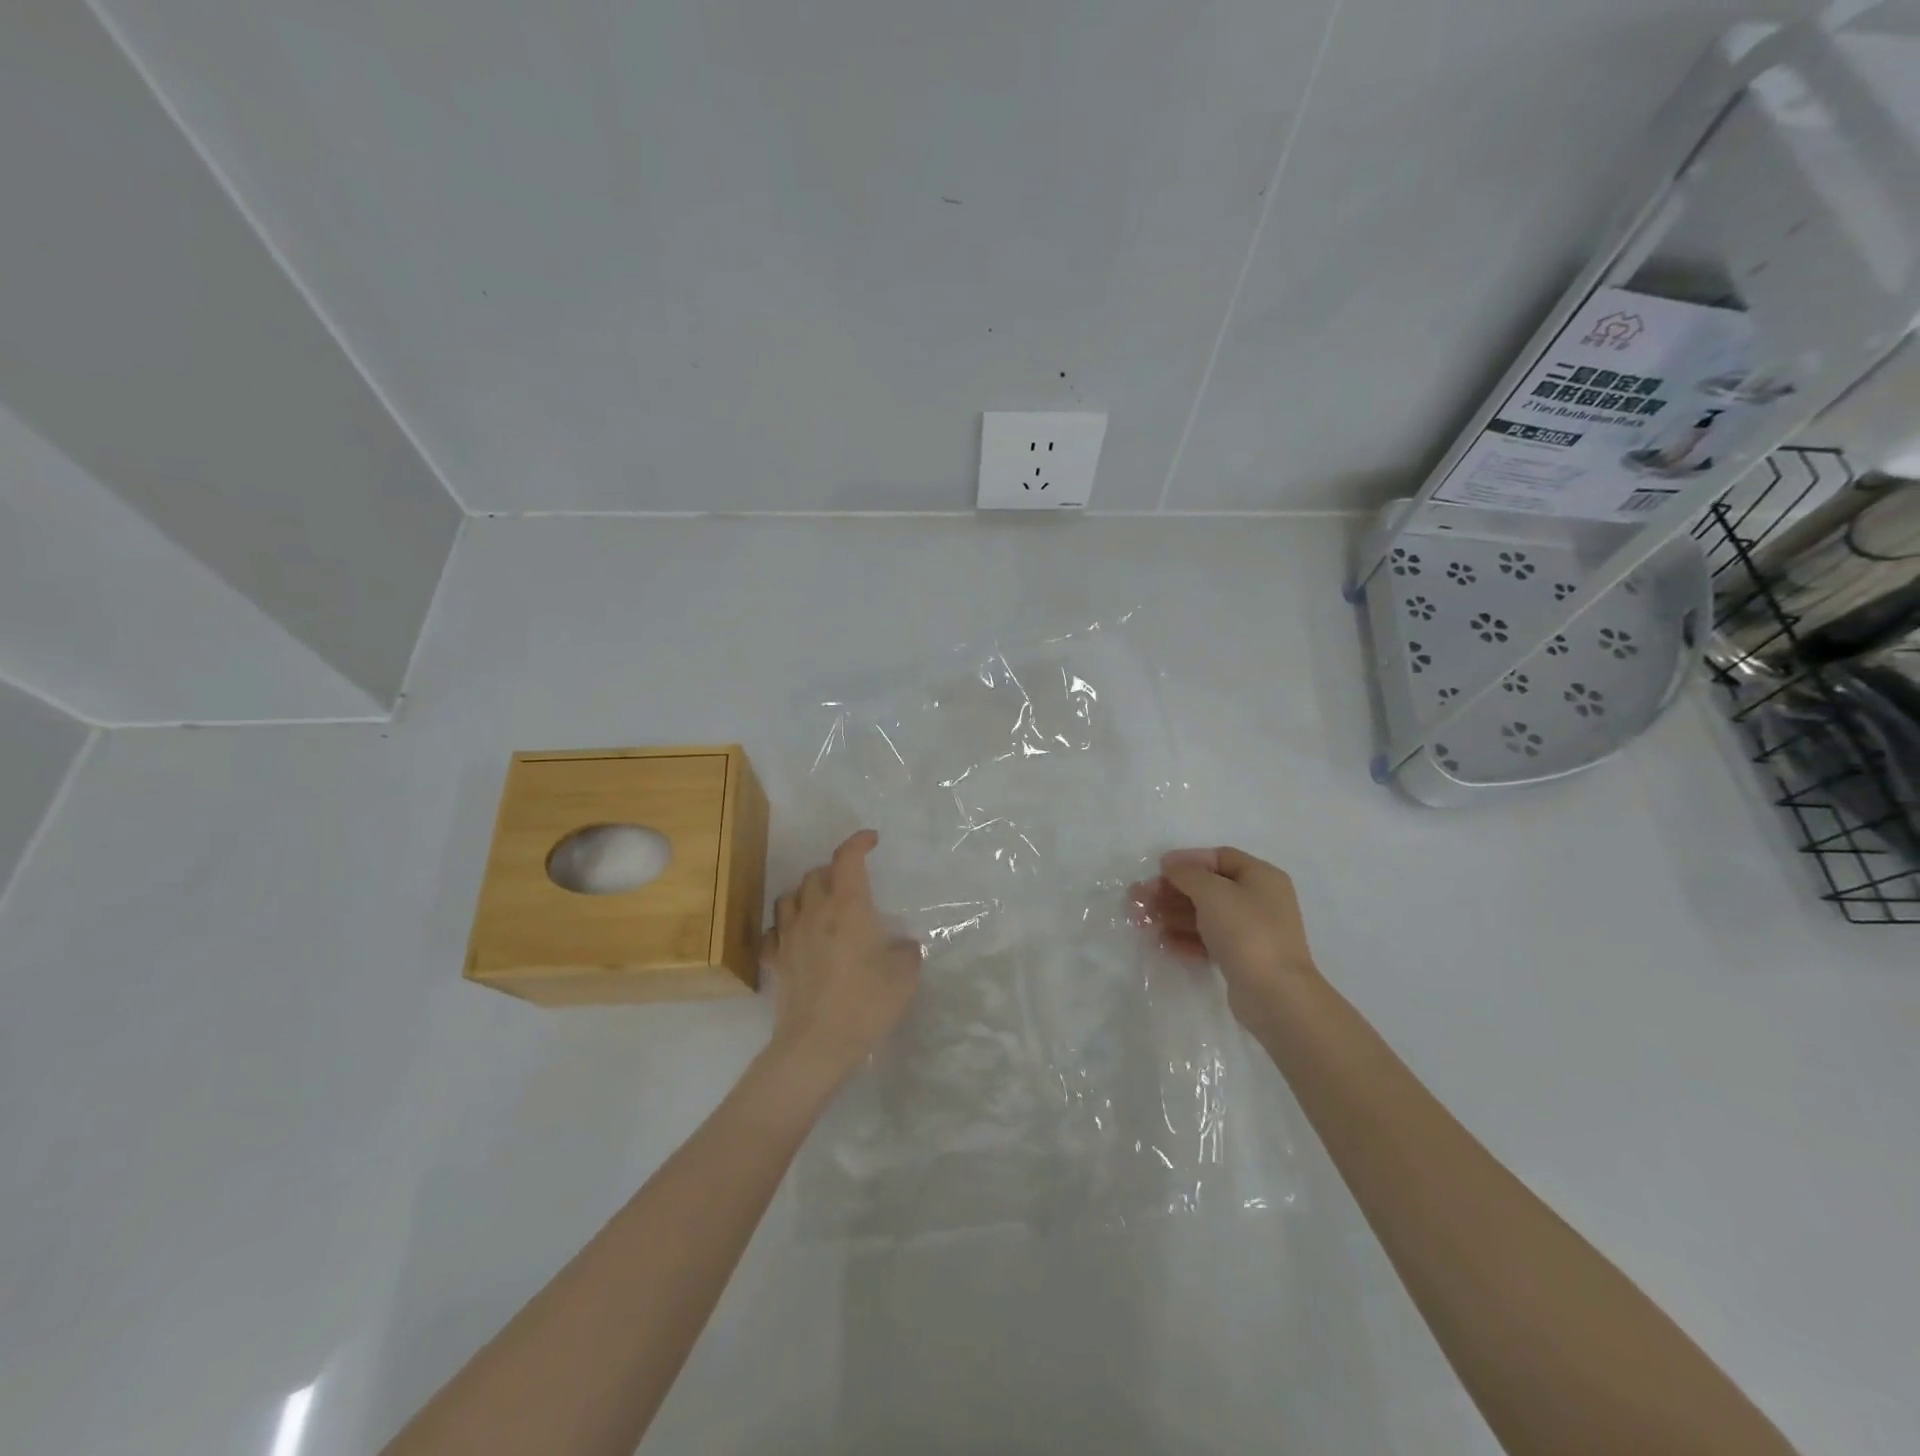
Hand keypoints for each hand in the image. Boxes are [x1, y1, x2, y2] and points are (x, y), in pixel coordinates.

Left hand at [761, 830, 920, 1092]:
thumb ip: (907, 951)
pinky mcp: (775, 961)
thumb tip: (902, 945)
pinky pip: (774, 930)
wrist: (816, 1045)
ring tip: (821, 904)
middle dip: (834, 871)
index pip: (847, 859)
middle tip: (851, 882)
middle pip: (816, 874)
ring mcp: (789, 936)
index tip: (871, 840)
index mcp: (848, 907)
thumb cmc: (866, 1003)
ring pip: (790, 897)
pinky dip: (785, 925)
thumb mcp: (904, 976)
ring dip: (806, 893)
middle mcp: (815, 912)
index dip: (858, 842)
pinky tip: (795, 936)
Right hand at [1130, 846, 1317, 1026]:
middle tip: (1138, 898)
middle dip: (1171, 891)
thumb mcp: (1212, 892)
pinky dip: (1185, 938)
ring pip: (1204, 915)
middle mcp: (1259, 900)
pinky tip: (1162, 942)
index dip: (1187, 860)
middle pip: (1207, 887)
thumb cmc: (1245, 931)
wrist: (1274, 995)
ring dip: (1172, 915)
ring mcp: (1251, 931)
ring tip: (1141, 922)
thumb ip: (1187, 873)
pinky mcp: (1242, 958)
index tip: (1158, 870)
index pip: (1219, 857)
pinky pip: (1208, 940)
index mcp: (1261, 876)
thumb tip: (1171, 863)